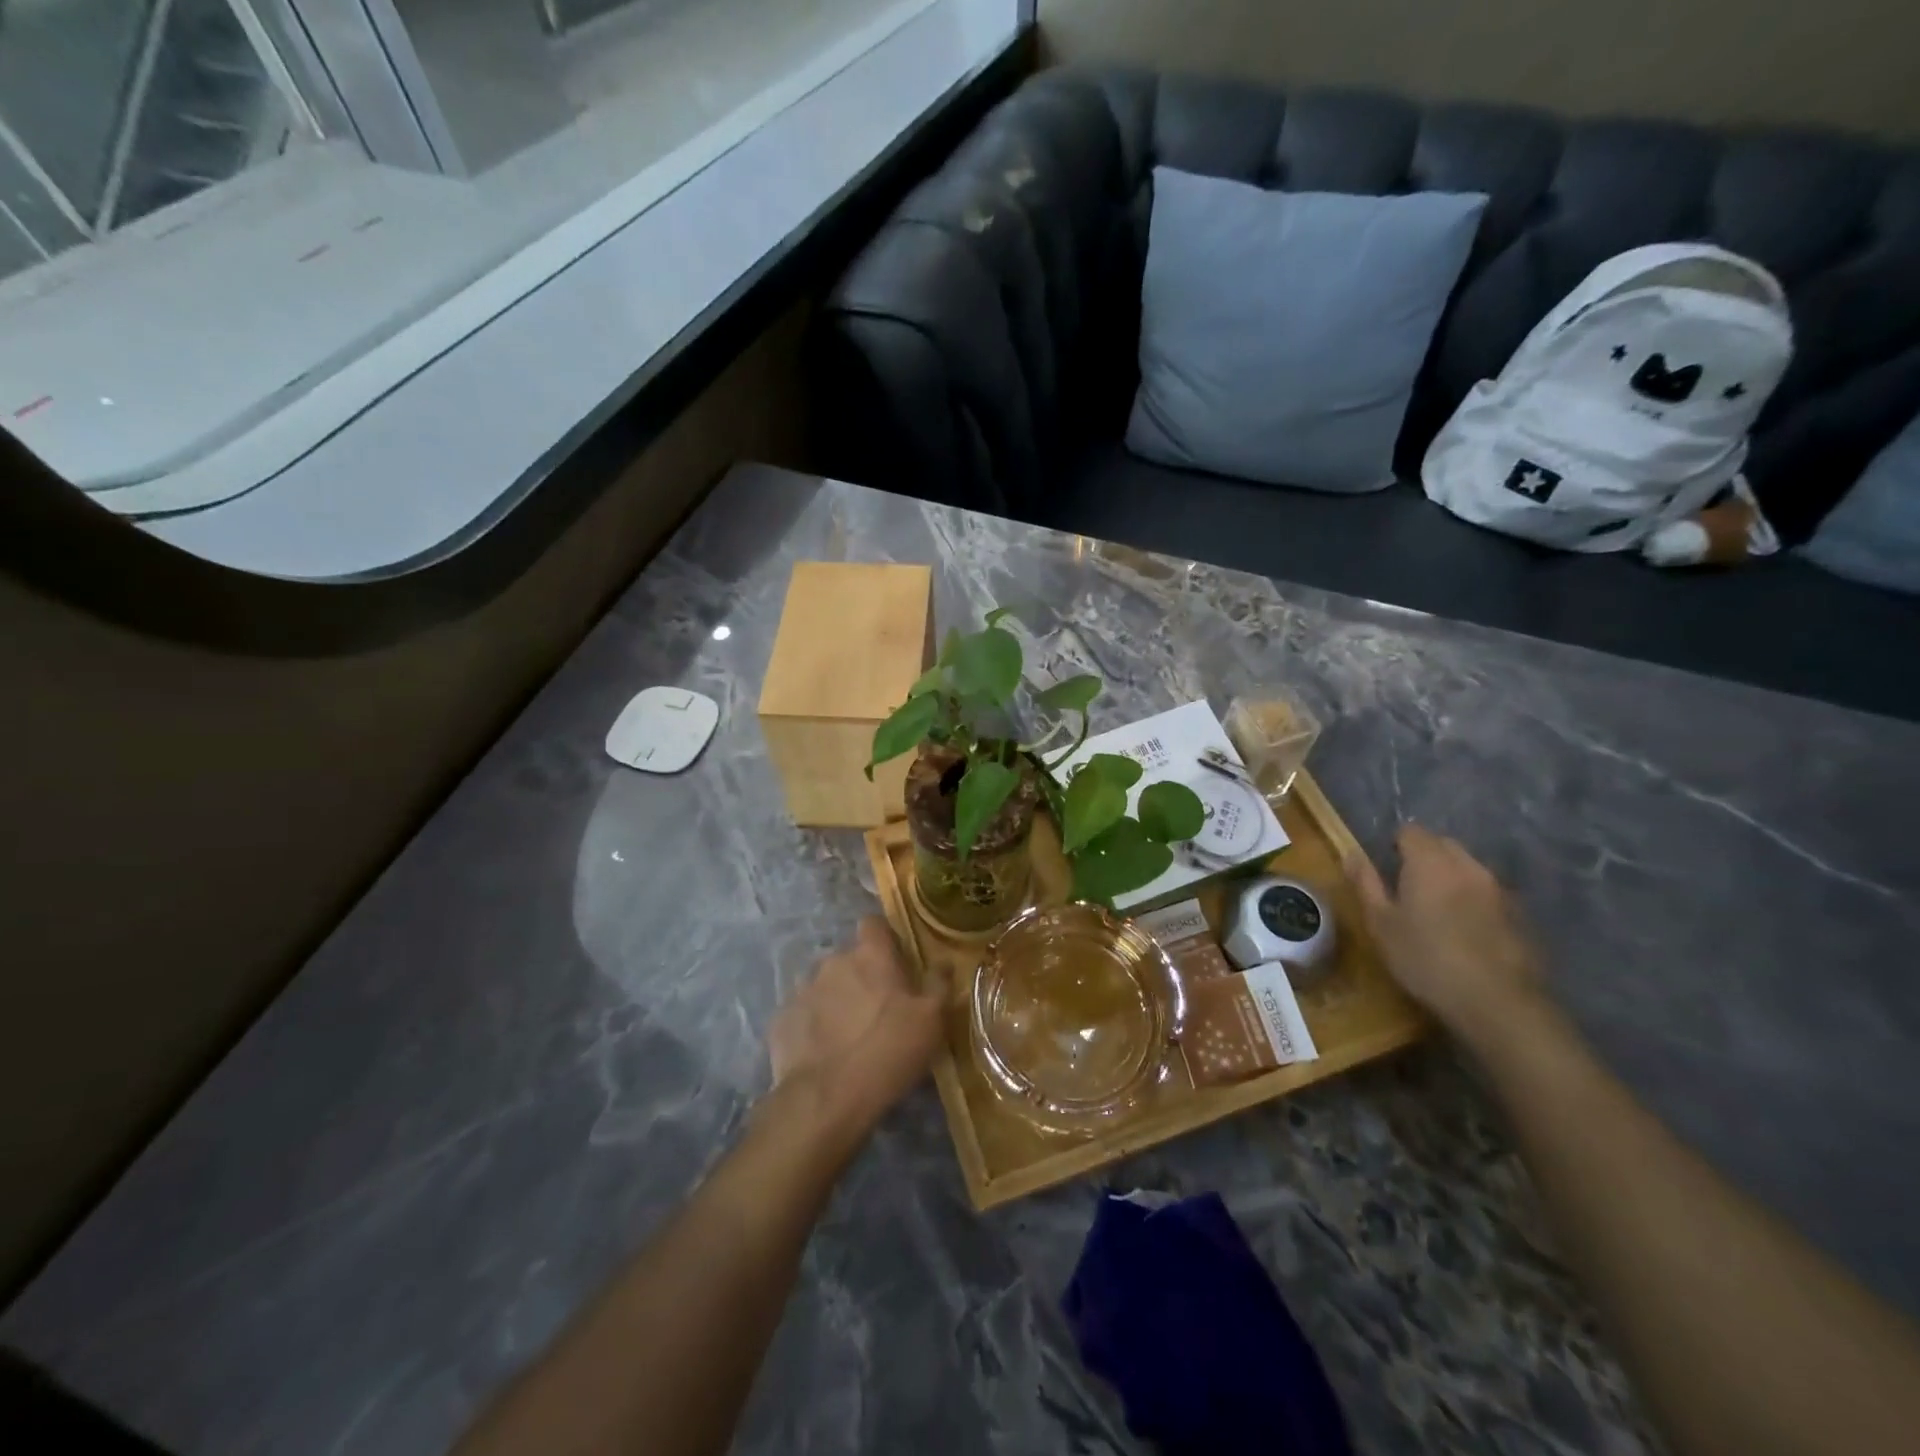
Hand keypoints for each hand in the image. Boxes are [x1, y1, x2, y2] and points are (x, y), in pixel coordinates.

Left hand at [767, 918, 943, 1136]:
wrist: (826, 1099)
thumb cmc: (888, 1052)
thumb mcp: (932, 1021)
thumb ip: (938, 984)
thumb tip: (943, 962)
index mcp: (870, 955)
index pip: (874, 924)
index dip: (884, 939)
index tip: (895, 960)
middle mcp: (833, 962)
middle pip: (849, 958)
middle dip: (861, 975)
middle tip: (877, 1008)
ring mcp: (802, 989)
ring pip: (824, 984)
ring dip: (836, 999)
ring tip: (847, 1034)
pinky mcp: (782, 1019)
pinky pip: (803, 1013)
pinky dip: (813, 1025)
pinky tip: (823, 1052)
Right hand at [1345, 825, 1547, 1048]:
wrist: (1498, 1002)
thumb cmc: (1425, 958)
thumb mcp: (1381, 923)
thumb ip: (1366, 883)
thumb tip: (1352, 853)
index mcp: (1429, 862)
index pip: (1411, 831)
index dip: (1396, 844)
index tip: (1387, 867)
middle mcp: (1467, 865)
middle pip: (1443, 844)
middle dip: (1425, 856)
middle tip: (1408, 887)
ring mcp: (1499, 889)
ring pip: (1469, 867)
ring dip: (1452, 876)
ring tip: (1438, 909)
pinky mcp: (1520, 913)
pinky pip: (1489, 892)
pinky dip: (1474, 899)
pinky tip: (1467, 930)